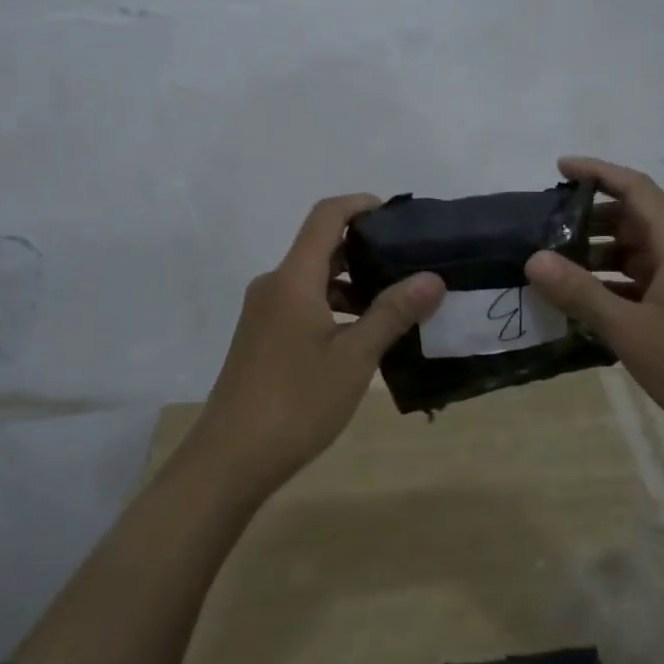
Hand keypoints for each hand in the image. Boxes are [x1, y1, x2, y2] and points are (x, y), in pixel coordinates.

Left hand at [194, 194, 443, 486]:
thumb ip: (392, 312)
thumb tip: (432, 277)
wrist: (230, 458)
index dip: (360, 205)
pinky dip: (332, 307)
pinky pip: (301, 303)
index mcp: (293, 278)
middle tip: (409, 265)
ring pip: (312, 279)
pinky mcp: (261, 336)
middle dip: (364, 249)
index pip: (326, 216)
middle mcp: (274, 284)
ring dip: (350, 284)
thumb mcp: (354, 358)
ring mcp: (263, 312)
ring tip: (394, 305)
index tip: (397, 216)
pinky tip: (361, 336)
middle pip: (320, 246)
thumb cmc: (297, 402)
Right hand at [525, 156, 663, 453]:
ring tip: (552, 268)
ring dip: (597, 256)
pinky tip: (582, 305)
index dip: (596, 172)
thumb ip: (581, 292)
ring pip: (635, 253)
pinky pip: (641, 283)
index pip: (634, 188)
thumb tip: (533, 258)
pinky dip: (612, 286)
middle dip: (588, 219)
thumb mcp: (631, 329)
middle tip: (542, 231)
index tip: (558, 167)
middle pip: (632, 219)